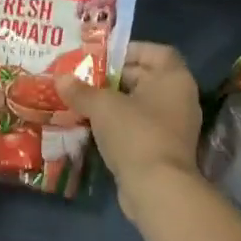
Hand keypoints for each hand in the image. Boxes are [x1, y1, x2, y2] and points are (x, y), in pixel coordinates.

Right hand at [58, 42, 202, 210]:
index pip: (155, 52)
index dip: (129, 50)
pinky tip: (93, 126)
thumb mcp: (102, 106)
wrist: (157, 190)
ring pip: (141, 104)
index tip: (103, 56)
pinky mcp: (164, 149)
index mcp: (174, 78)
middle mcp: (180, 98)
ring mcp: (174, 126)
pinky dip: (120, 124)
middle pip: (146, 77)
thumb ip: (81, 90)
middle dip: (114, 77)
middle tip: (84, 77)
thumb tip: (60, 78)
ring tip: (83, 100)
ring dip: (115, 102)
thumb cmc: (135, 134)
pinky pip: (140, 127)